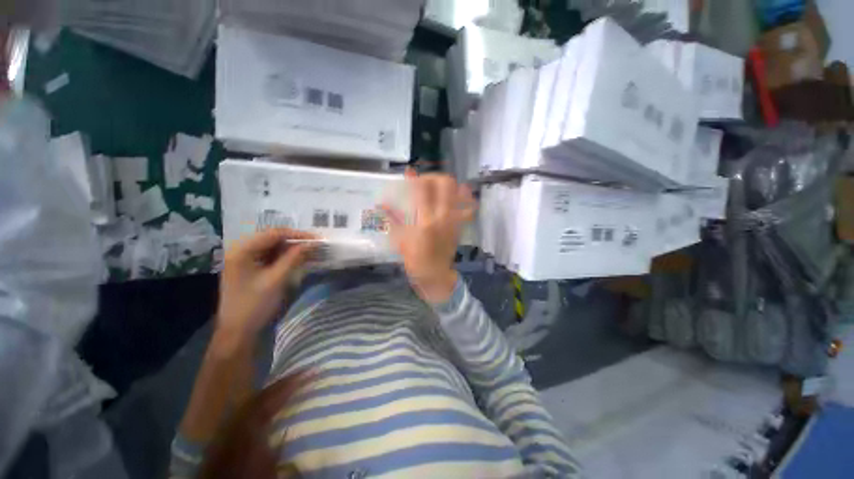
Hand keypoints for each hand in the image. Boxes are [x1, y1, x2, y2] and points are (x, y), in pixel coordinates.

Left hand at [216, 228, 315, 339]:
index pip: (274, 233)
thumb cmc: (255, 305)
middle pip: (273, 239)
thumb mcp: (277, 279)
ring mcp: (246, 260)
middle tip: (316, 246)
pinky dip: (286, 257)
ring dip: (292, 249)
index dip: (298, 234)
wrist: (238, 332)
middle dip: (296, 241)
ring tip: (312, 252)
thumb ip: (295, 257)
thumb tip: (314, 243)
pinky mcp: (251, 268)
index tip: (318, 239)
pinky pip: (272, 257)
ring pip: (274, 247)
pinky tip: (299, 259)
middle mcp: (242, 250)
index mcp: (242, 250)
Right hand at [382, 170, 476, 303]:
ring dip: (448, 185)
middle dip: (434, 177)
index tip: (410, 177)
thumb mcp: (399, 239)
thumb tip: (381, 203)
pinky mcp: (460, 224)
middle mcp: (443, 216)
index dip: (416, 178)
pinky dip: (464, 197)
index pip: (423, 188)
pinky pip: (467, 206)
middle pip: (446, 183)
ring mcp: (454, 219)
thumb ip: (392, 218)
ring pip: (458, 191)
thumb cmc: (414, 259)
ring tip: (438, 187)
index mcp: (425, 220)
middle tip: (425, 181)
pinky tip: (458, 194)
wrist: (435, 274)